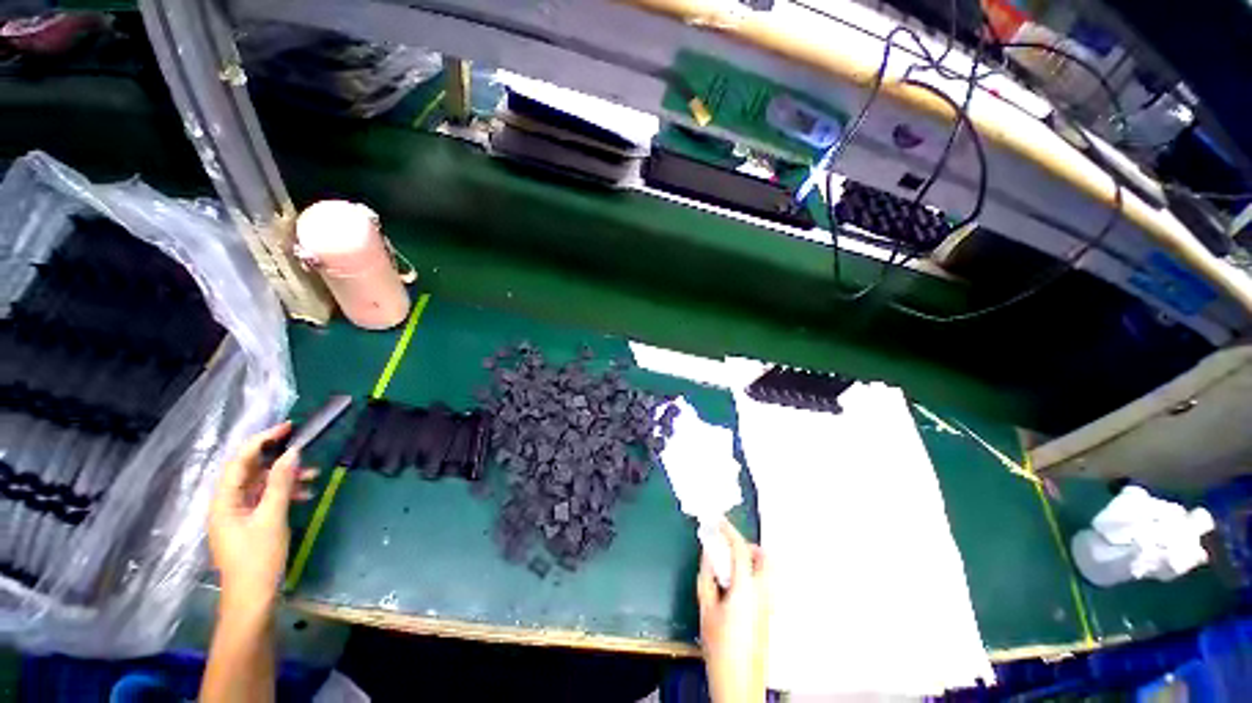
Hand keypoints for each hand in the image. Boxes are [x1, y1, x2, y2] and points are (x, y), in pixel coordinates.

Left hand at [208, 423, 317, 620]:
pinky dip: (286, 493)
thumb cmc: (259, 557)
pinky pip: (267, 499)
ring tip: (314, 476)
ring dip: (286, 478)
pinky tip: (305, 494)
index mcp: (224, 500)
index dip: (262, 440)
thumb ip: (280, 483)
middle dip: (278, 459)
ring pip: (262, 485)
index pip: (240, 461)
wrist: (253, 598)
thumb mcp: (272, 517)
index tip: (288, 427)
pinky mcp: (250, 524)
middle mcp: (227, 504)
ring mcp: (238, 515)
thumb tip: (292, 452)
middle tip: (305, 448)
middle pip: (251, 471)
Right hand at [698, 519, 768, 702]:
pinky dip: (755, 574)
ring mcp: (769, 605)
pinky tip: (738, 585)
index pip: (741, 550)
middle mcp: (763, 593)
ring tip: (733, 564)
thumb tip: (708, 553)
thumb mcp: (705, 608)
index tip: (720, 522)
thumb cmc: (719, 647)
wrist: (739, 683)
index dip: (730, 531)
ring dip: (754, 560)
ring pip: (769, 571)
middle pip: (766, 558)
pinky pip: (766, 584)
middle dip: (750, 546)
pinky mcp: (770, 615)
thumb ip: (707, 576)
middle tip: (731, 546)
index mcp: (745, 589)